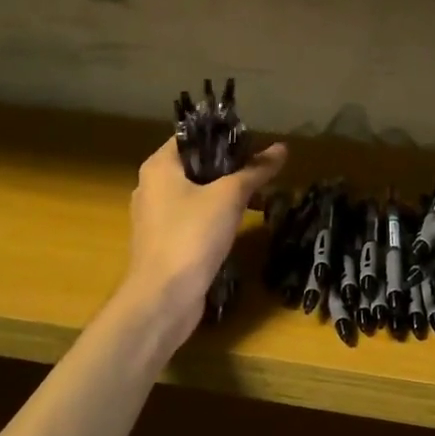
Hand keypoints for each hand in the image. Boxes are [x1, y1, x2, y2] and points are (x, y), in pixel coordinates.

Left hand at [115, 137, 286, 350]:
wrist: (163, 299)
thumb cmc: (192, 235)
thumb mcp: (230, 196)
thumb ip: (256, 170)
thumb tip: (282, 148)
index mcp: (159, 167)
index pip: (192, 137)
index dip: (225, 136)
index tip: (255, 142)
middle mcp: (152, 187)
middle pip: (197, 165)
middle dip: (232, 166)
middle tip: (264, 167)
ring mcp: (157, 217)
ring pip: (198, 193)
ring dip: (228, 192)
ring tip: (261, 193)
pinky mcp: (166, 242)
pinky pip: (195, 217)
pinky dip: (218, 214)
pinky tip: (243, 220)